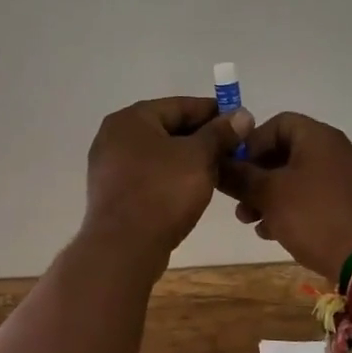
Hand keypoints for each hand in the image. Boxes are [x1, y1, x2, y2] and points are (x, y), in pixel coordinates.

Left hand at [83, 97, 254, 259]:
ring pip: (159, 154)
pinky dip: (171, 177)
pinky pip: (149, 175)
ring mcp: (109, 166)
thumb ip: (220, 133)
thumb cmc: (162, 192)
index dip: (214, 112)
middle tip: (234, 149)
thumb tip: (242, 115)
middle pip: (168, 128)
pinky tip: (193, 189)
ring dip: (189, 159)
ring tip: (219, 170)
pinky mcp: (113, 193)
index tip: (241, 122)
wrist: (124, 247)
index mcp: (131, 119)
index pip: (180, 105)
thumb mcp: (199, 158)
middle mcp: (114, 136)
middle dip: (202, 137)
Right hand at [219, 112, 351, 277]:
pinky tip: (274, 233)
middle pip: (284, 153)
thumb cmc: (315, 216)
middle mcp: (333, 151)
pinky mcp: (348, 204)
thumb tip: (217, 163)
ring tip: (251, 222)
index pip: (276, 123)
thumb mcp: (269, 194)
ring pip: (295, 179)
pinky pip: (311, 198)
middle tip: (238, 202)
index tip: (235, 170)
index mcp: (317, 137)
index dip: (251, 144)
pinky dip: (290, 209)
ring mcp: (344, 179)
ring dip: (268, 197)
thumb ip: (240, 176)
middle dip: (255, 177)